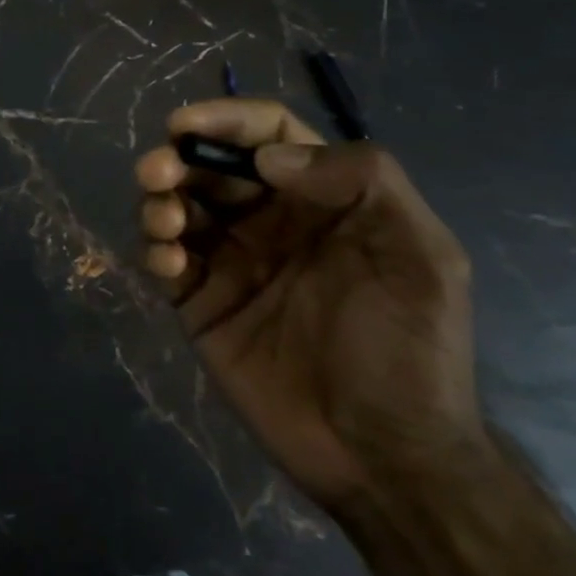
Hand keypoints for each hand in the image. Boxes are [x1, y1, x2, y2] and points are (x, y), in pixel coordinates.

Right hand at [136, 98, 483, 510]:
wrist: (383, 456)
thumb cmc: (408, 350)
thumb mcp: (420, 255)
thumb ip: (363, 182)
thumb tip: (269, 159)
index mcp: (323, 199)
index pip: (267, 136)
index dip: (226, 119)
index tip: (185, 126)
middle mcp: (271, 221)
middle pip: (210, 166)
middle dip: (177, 158)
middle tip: (157, 172)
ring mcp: (231, 263)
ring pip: (179, 207)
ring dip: (158, 200)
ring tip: (164, 221)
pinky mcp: (201, 304)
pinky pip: (166, 261)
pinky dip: (156, 249)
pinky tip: (168, 263)